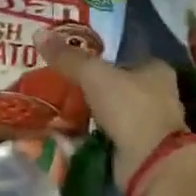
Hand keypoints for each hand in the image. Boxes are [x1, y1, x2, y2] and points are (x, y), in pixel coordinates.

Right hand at [41, 44, 191, 187]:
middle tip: (58, 86)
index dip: (99, 59)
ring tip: (56, 108)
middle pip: (116, 86)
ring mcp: (148, 124)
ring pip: (110, 112)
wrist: (149, 161)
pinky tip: (67, 132)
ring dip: (88, 113)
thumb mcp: (94, 75)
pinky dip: (90, 135)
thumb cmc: (129, 107)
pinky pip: (106, 136)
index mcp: (155, 70)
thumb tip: (39, 34)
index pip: (123, 58)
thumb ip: (68, 58)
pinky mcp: (136, 149)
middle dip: (90, 88)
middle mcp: (156, 95)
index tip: (71, 62)